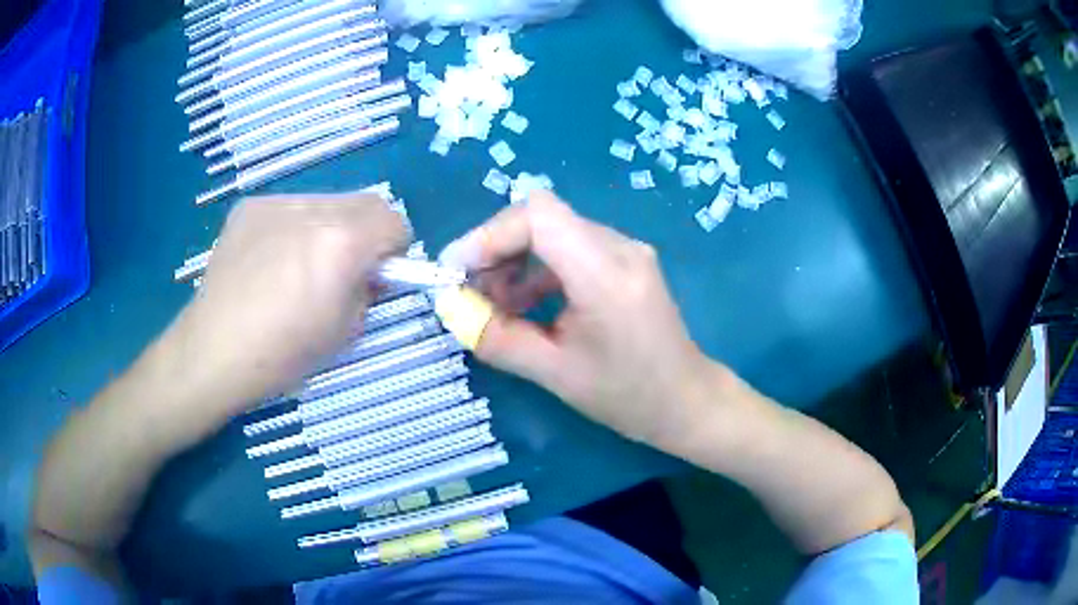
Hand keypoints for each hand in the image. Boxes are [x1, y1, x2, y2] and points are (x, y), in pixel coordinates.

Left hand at [174, 192, 407, 415]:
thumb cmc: (283, 354)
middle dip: (366, 233)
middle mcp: (312, 209)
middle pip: (365, 202)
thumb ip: (368, 290)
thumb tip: (370, 272)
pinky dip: (294, 228)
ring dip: (329, 227)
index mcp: (341, 243)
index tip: (379, 273)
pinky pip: (289, 208)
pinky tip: (270, 261)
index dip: (395, 248)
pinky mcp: (250, 207)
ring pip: (326, 202)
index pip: (393, 221)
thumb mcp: (345, 331)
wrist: (214, 350)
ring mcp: (277, 203)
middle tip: (344, 268)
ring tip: (299, 265)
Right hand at [439, 191, 713, 447]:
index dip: (489, 234)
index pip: (538, 215)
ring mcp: (626, 250)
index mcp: (606, 274)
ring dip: (515, 260)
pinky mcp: (625, 261)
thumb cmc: (628, 396)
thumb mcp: (555, 375)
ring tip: (494, 304)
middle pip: (542, 217)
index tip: (457, 270)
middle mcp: (620, 247)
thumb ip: (498, 339)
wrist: (686, 400)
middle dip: (496, 248)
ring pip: (554, 230)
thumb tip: (452, 311)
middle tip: (470, 291)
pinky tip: (525, 304)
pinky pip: (571, 247)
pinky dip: (538, 268)